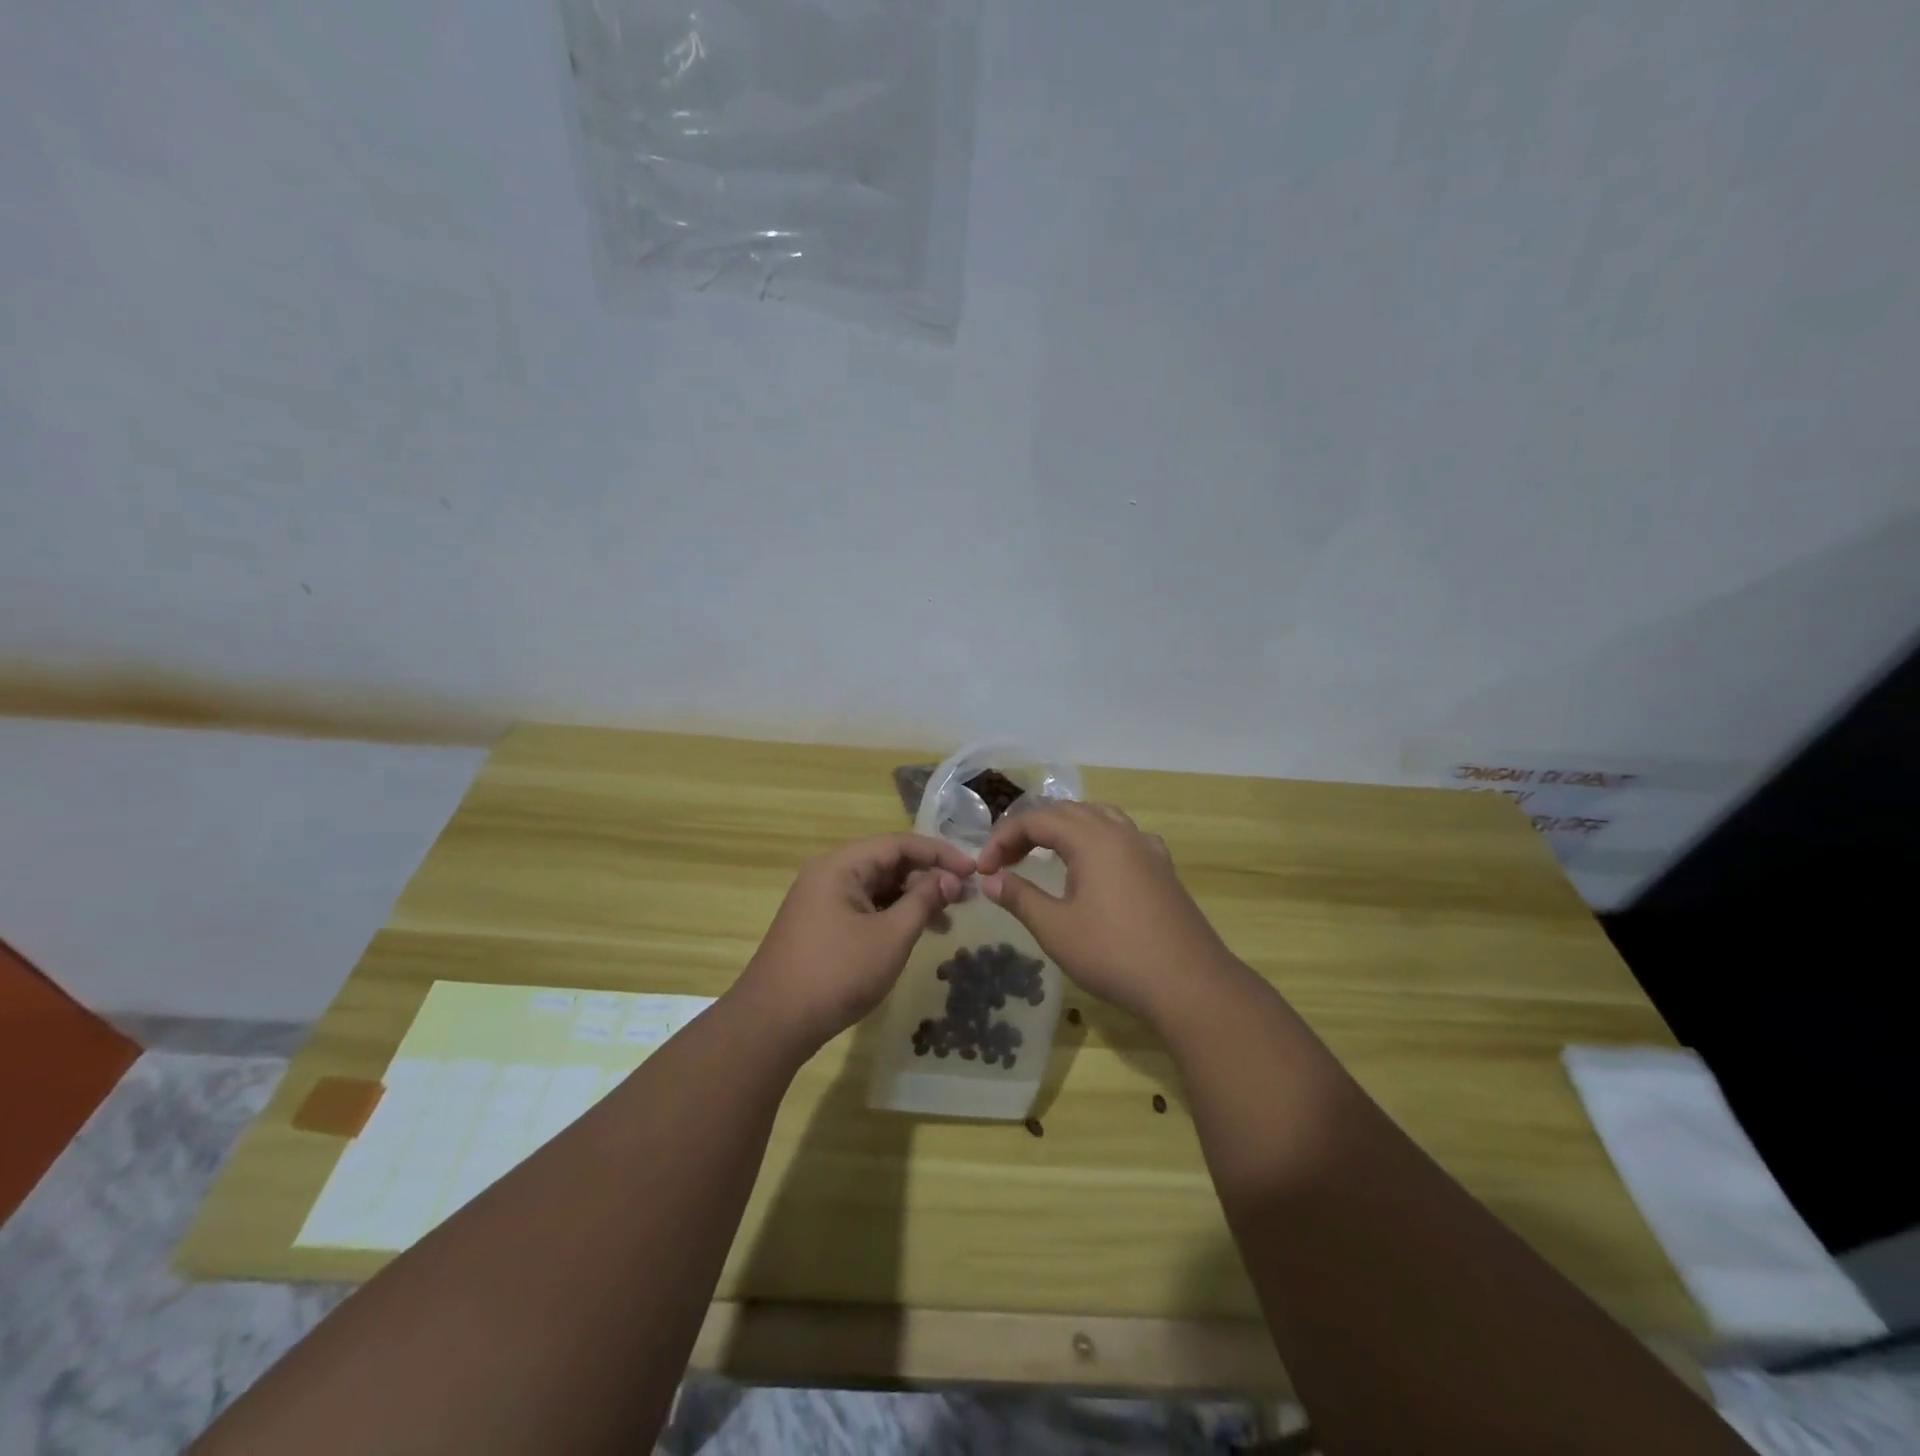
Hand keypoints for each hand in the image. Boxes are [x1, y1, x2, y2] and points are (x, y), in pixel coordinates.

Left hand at [735, 833, 974, 1052]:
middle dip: (927, 876)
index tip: (973, 870)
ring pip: (876, 887)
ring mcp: (821, 901)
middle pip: (886, 862)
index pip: (899, 844)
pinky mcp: (820, 925)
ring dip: (912, 898)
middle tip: (964, 897)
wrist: (773, 1024)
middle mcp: (828, 874)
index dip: (939, 853)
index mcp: (841, 866)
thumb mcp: (891, 936)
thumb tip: (952, 879)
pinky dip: (891, 914)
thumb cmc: (837, 974)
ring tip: (946, 919)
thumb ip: (924, 901)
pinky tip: (914, 932)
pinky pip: (863, 907)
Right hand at [975, 802, 1230, 1024]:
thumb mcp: (1056, 928)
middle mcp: (1120, 832)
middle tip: (1005, 861)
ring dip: (1065, 828)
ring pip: (1098, 817)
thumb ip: (1020, 897)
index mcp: (1091, 838)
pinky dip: (1097, 838)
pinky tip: (1096, 864)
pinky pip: (1123, 835)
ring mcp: (1146, 848)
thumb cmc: (1114, 954)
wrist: (1188, 983)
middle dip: (1030, 830)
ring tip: (1044, 852)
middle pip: (1066, 812)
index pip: (1035, 820)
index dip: (1003, 838)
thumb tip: (991, 880)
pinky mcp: (1162, 867)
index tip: (984, 869)